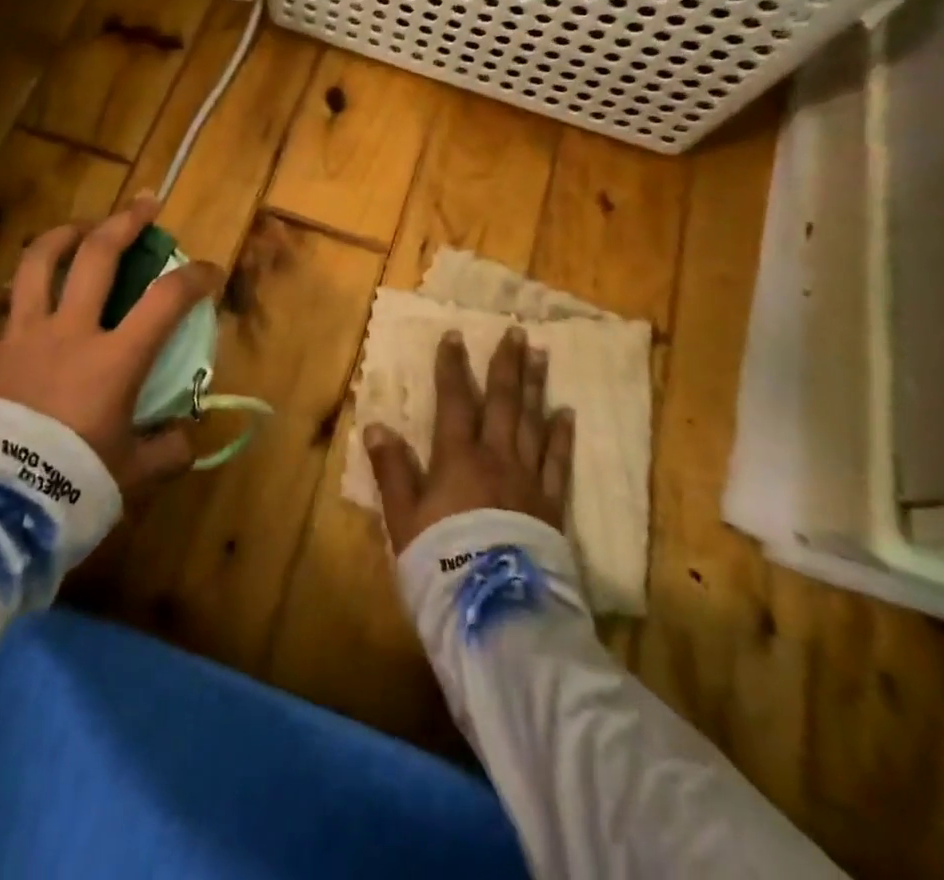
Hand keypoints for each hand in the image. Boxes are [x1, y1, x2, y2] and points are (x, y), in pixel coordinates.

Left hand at [0, 193, 221, 498]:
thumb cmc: (70, 486)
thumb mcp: (132, 475)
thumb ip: (167, 452)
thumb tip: (185, 438)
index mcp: (114, 358)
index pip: (166, 300)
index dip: (195, 277)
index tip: (210, 271)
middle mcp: (69, 331)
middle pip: (98, 256)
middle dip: (125, 222)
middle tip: (143, 204)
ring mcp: (19, 336)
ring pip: (37, 264)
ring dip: (61, 237)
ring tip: (77, 229)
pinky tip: (2, 294)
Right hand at [363, 326, 573, 552]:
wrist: (495, 611)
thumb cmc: (441, 561)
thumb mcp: (403, 518)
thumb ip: (391, 470)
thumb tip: (376, 425)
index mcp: (458, 457)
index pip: (454, 400)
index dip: (452, 366)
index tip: (454, 335)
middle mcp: (497, 457)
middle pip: (503, 402)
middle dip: (506, 364)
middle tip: (516, 332)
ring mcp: (529, 479)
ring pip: (533, 422)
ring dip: (536, 386)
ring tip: (542, 355)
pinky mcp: (553, 505)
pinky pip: (559, 462)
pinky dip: (562, 436)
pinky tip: (567, 413)